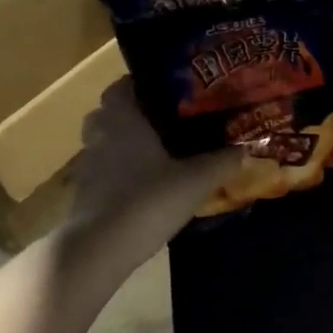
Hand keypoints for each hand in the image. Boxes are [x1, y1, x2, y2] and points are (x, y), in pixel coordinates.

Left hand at [66, 80, 238, 269]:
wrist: (100, 248)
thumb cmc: (147, 200)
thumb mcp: (196, 180)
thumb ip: (222, 162)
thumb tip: (247, 148)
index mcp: (122, 118)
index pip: (122, 85)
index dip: (143, 84)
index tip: (169, 92)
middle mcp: (100, 134)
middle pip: (112, 113)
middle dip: (136, 116)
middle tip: (167, 123)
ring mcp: (88, 165)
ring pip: (107, 143)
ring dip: (127, 146)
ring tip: (160, 155)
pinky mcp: (85, 194)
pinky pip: (105, 172)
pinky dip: (122, 174)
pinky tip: (147, 187)